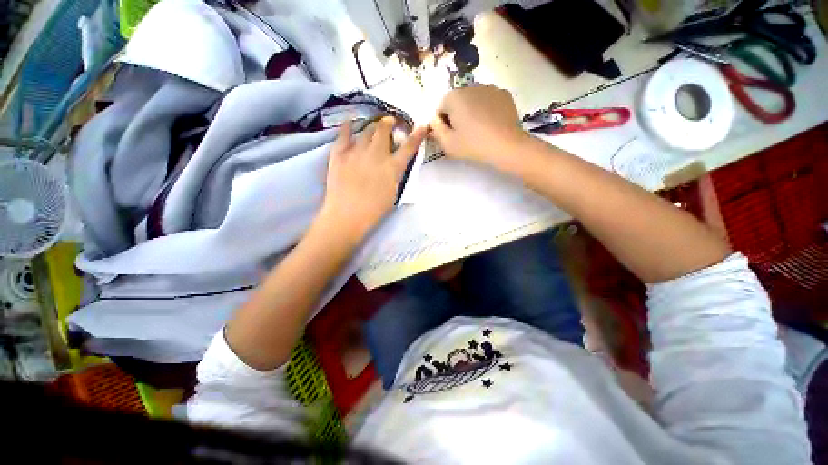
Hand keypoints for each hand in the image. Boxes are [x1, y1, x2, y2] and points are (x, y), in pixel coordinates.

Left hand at [320, 117, 427, 242]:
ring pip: (366, 130)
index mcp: (393, 167)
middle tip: (389, 122)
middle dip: (388, 123)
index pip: (408, 147)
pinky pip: (344, 134)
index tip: (422, 125)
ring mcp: (357, 151)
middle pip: (384, 130)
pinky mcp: (340, 154)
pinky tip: (351, 121)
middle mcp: (377, 154)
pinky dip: (348, 126)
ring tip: (374, 125)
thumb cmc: (375, 209)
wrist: (348, 215)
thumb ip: (395, 174)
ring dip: (372, 126)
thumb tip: (395, 164)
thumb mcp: (393, 192)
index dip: (416, 135)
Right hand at [430, 85, 528, 166]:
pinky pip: (488, 101)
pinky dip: (486, 110)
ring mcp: (490, 88)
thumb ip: (436, 129)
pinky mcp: (504, 94)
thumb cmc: (473, 146)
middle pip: (457, 101)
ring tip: (478, 130)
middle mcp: (471, 86)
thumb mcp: (447, 143)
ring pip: (473, 100)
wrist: (506, 147)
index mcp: (454, 97)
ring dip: (471, 111)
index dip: (442, 123)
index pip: (440, 107)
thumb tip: (434, 120)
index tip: (449, 136)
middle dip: (456, 115)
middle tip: (463, 135)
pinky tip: (490, 125)